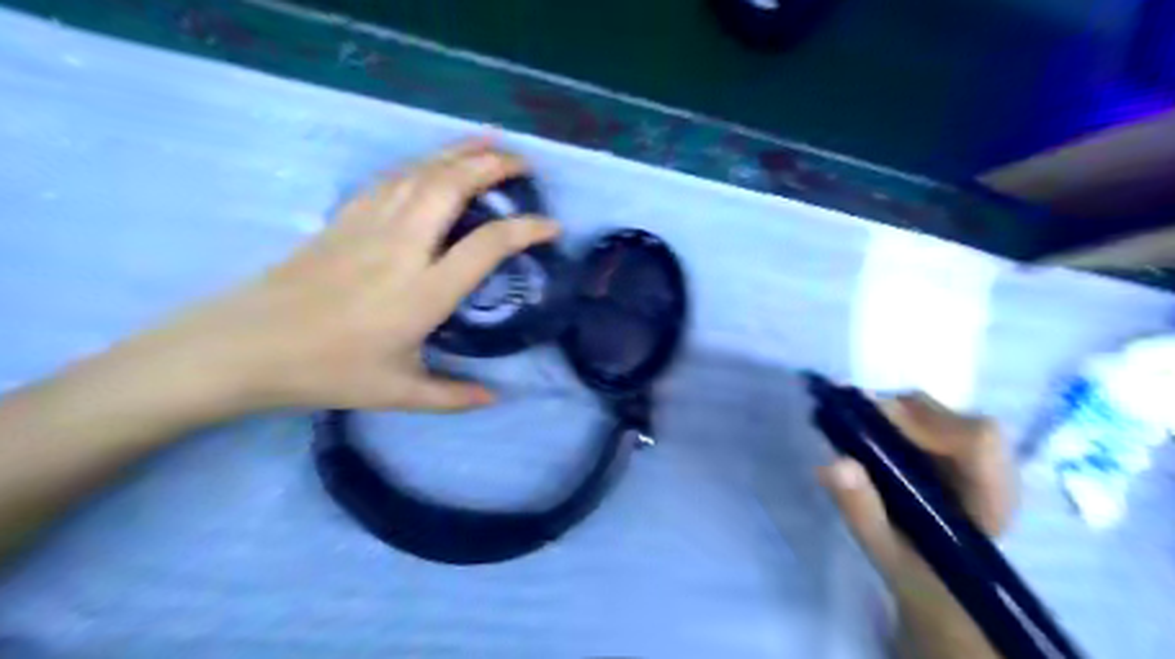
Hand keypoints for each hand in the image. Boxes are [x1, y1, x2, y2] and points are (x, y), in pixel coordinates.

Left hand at [147, 137, 558, 414]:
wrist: (245, 346)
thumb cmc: (327, 371)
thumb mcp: (398, 393)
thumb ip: (454, 396)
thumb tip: (496, 399)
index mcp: (424, 291)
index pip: (487, 245)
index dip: (526, 229)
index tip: (552, 226)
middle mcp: (403, 247)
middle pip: (452, 186)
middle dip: (493, 166)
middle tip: (522, 162)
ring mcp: (370, 226)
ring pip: (421, 173)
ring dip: (458, 152)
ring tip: (487, 142)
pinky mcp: (344, 219)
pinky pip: (390, 179)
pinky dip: (419, 162)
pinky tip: (431, 161)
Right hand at [818, 394, 1019, 654]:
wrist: (941, 590)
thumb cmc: (919, 577)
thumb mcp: (885, 550)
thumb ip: (861, 509)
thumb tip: (833, 463)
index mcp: (990, 500)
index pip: (978, 440)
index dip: (925, 424)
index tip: (870, 423)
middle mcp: (994, 473)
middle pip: (957, 418)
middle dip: (901, 413)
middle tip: (852, 421)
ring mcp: (979, 462)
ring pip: (942, 415)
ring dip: (896, 415)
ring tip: (857, 427)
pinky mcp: (959, 455)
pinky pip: (931, 421)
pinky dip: (897, 419)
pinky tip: (871, 432)